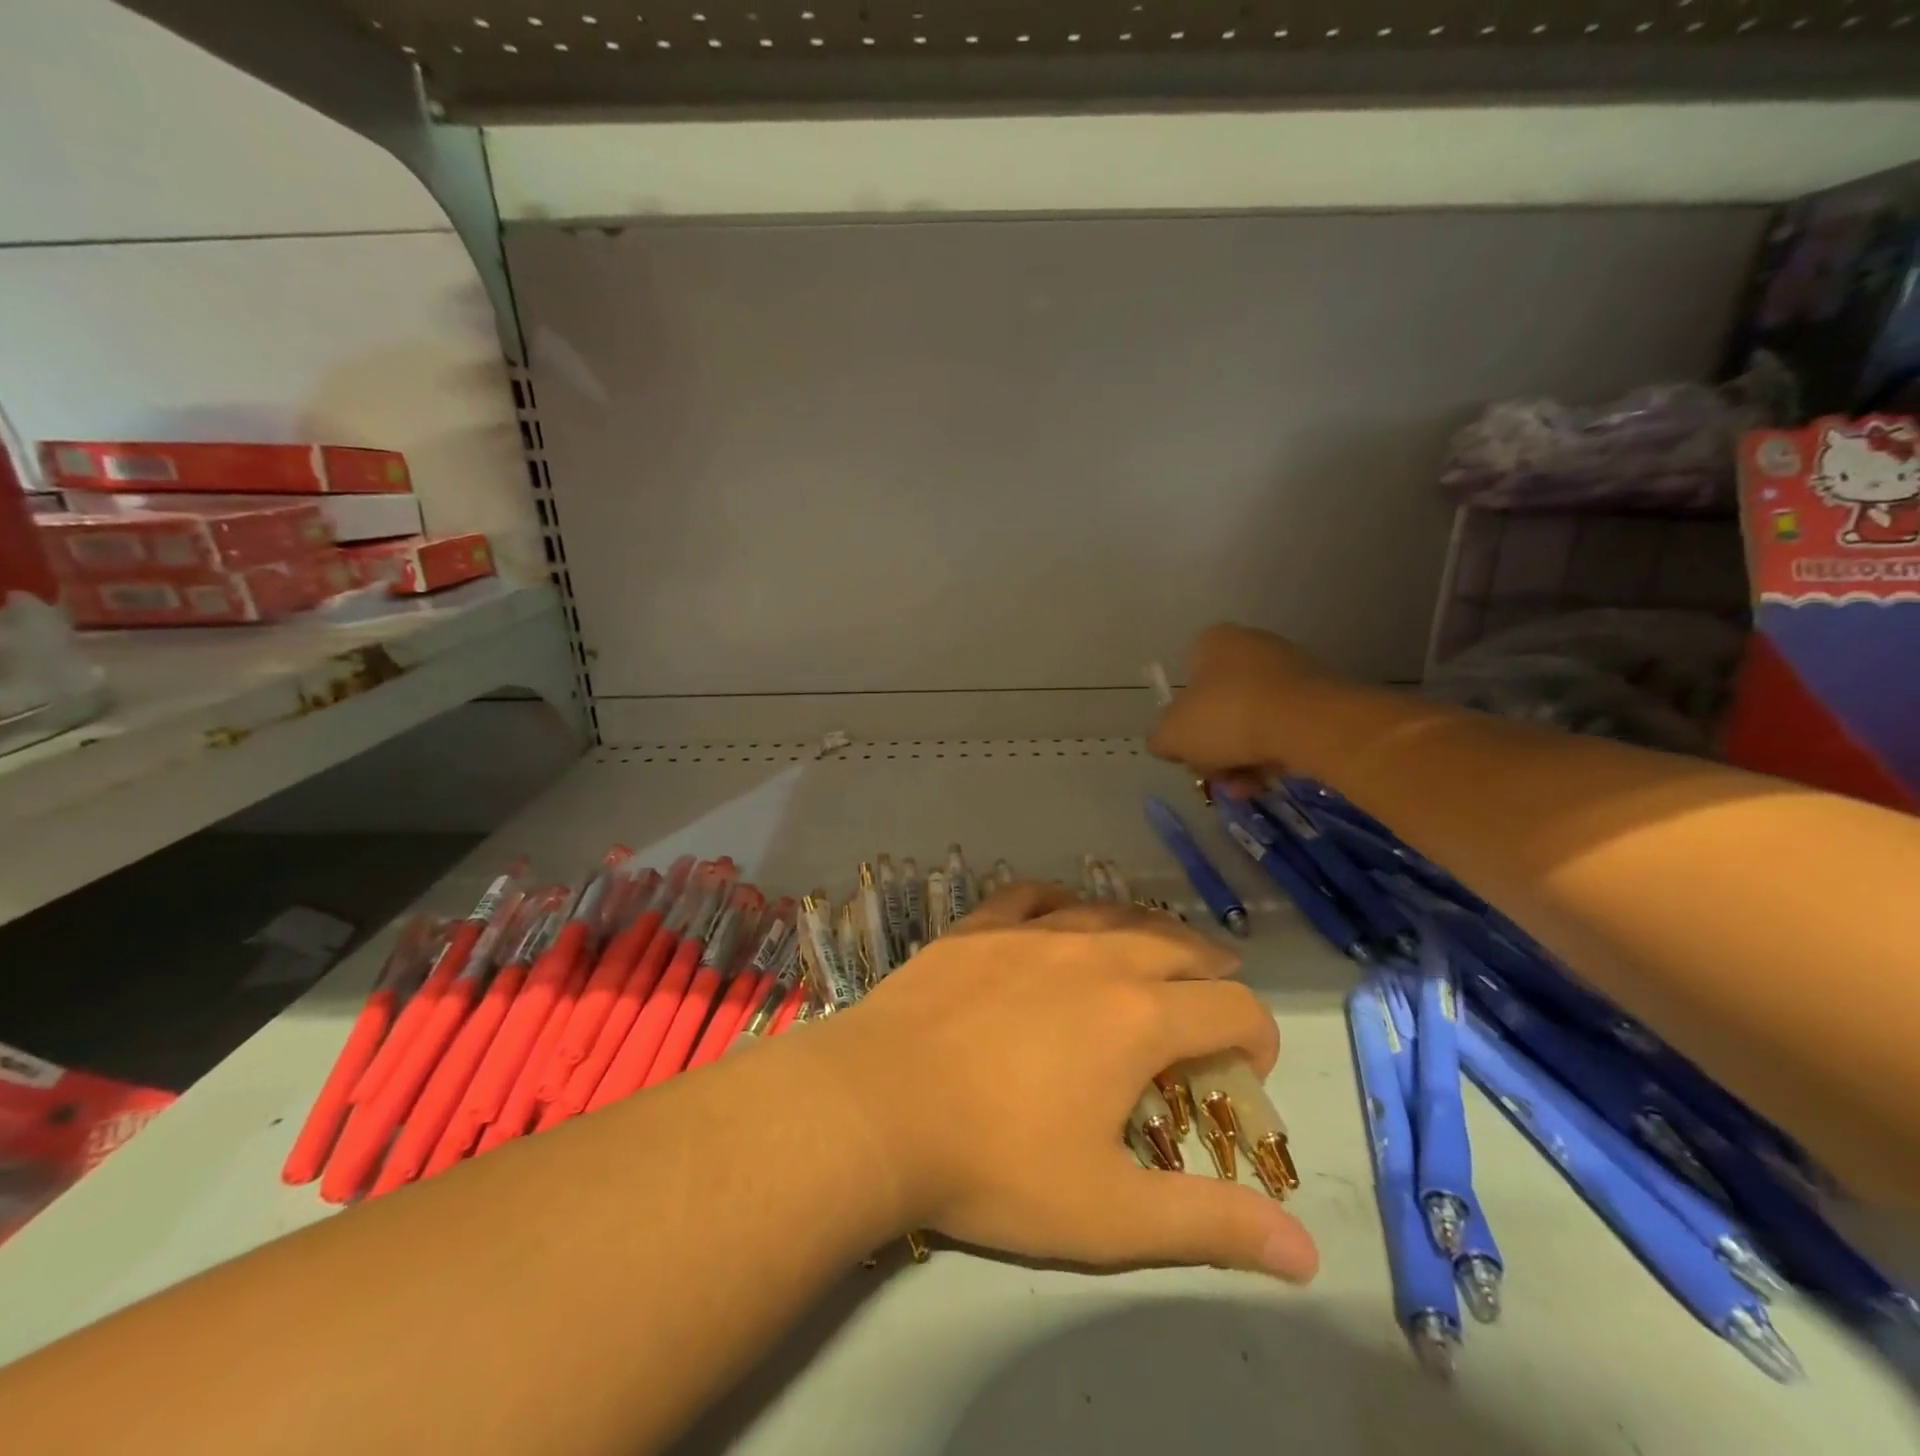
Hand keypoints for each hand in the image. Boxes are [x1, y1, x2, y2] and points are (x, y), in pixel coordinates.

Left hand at [811, 884, 1318, 1282]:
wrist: (875, 1106)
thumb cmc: (993, 1164)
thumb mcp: (1108, 1214)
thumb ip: (1210, 1225)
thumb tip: (1307, 1256)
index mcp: (1137, 1018)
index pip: (1232, 1008)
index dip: (1259, 1036)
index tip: (1249, 1068)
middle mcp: (1095, 956)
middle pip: (1178, 946)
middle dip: (1211, 973)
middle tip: (1214, 997)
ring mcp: (1032, 933)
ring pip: (1112, 912)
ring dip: (1149, 931)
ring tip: (1157, 950)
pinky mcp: (979, 926)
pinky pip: (1035, 895)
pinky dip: (1064, 903)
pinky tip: (1063, 914)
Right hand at [1148, 623, 1329, 784]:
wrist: (1308, 724)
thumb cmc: (1227, 717)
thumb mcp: (1172, 735)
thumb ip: (1160, 738)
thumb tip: (1166, 743)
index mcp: (1212, 642)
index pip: (1186, 681)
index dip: (1182, 721)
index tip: (1188, 750)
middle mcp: (1251, 645)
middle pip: (1219, 707)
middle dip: (1215, 748)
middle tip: (1216, 776)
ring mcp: (1289, 668)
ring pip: (1252, 721)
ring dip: (1242, 759)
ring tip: (1245, 788)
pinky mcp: (1320, 695)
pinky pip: (1284, 728)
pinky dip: (1273, 754)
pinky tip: (1269, 780)